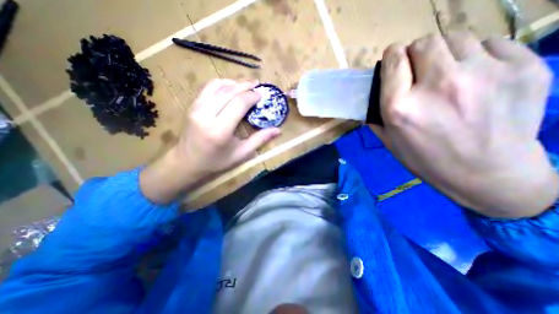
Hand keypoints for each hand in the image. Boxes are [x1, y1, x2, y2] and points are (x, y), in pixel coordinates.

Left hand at [140, 78, 278, 203]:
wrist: (187, 162)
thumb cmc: (216, 161)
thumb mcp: (241, 154)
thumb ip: (260, 140)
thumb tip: (278, 130)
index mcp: (220, 130)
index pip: (238, 104)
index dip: (252, 96)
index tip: (262, 95)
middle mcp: (206, 115)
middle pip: (229, 92)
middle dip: (246, 86)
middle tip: (258, 84)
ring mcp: (196, 108)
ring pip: (218, 86)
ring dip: (234, 82)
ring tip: (247, 83)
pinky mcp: (192, 105)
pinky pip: (208, 88)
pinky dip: (222, 84)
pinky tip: (231, 86)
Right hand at [370, 31, 558, 218]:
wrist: (487, 175)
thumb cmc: (426, 159)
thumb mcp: (390, 140)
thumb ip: (377, 114)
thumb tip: (372, 95)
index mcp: (401, 106)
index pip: (394, 58)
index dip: (393, 57)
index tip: (395, 63)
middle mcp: (437, 85)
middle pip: (424, 42)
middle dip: (416, 53)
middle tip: (419, 71)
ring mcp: (483, 74)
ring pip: (456, 38)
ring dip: (445, 53)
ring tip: (447, 75)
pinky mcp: (523, 68)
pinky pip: (490, 45)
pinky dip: (476, 57)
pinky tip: (476, 80)